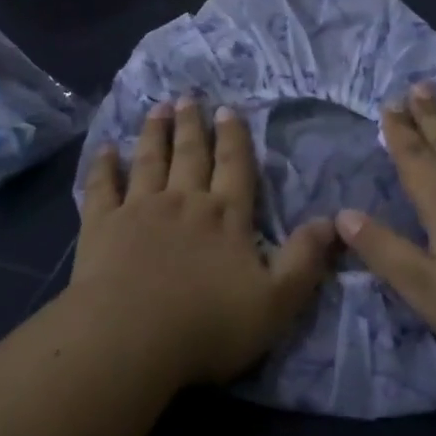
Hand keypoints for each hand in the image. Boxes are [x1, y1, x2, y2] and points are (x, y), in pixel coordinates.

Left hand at [75, 99, 337, 385]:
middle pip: (190, 155)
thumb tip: (333, 221)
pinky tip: (105, 150)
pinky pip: (103, 187)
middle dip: (191, 125)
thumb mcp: (276, 301)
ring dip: (154, 132)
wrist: (131, 338)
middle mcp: (184, 202)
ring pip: (149, 161)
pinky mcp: (102, 225)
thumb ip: (304, 260)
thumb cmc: (208, 325)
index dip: (233, 137)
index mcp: (226, 216)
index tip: (227, 109)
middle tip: (188, 97)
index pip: (234, 167)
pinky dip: (104, 166)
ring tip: (158, 108)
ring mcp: (140, 209)